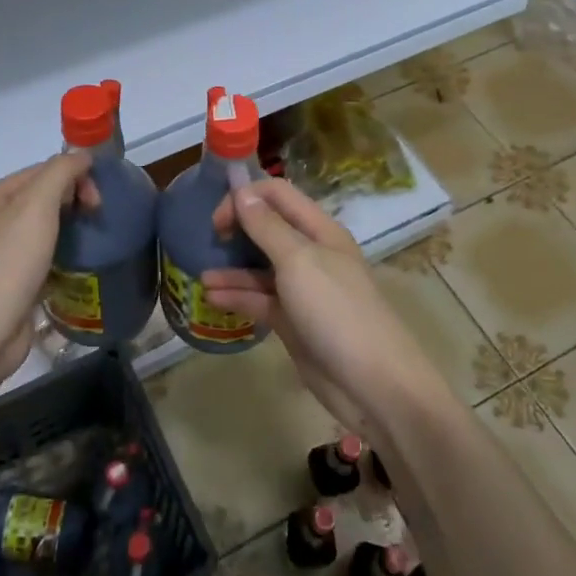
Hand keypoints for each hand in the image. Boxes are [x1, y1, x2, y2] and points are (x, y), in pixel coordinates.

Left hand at [0, 154, 97, 384]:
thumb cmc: (7, 264)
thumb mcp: (36, 206)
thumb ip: (60, 172)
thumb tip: (81, 154)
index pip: (43, 170)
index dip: (75, 176)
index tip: (99, 201)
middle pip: (44, 197)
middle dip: (75, 201)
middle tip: (97, 220)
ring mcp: (0, 255)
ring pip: (44, 230)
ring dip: (71, 231)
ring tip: (94, 244)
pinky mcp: (11, 285)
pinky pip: (43, 260)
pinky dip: (62, 258)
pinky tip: (77, 269)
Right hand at [203, 178, 449, 436]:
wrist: (373, 384)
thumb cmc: (336, 310)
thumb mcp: (299, 261)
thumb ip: (267, 226)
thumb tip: (241, 190)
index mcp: (319, 230)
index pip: (278, 195)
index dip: (246, 197)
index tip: (218, 217)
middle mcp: (311, 253)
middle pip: (268, 228)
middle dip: (237, 229)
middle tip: (210, 240)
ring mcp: (302, 289)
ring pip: (260, 267)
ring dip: (232, 268)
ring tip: (202, 277)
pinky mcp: (293, 321)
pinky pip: (260, 300)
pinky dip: (238, 296)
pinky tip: (212, 298)